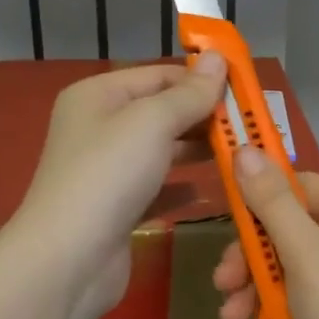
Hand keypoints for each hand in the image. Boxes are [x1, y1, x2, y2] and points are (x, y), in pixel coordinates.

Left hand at [8, 55, 227, 318]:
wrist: (68, 260)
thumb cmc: (109, 176)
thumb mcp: (152, 122)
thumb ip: (189, 93)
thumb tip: (218, 57)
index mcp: (98, 96)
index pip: (159, 75)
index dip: (201, 80)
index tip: (246, 90)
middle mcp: (99, 127)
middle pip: (161, 112)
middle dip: (203, 117)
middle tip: (249, 126)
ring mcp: (107, 171)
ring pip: (161, 151)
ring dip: (197, 151)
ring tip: (241, 155)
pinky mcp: (117, 209)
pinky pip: (156, 188)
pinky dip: (181, 188)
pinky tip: (210, 192)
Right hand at [212, 149, 318, 318]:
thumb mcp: (305, 255)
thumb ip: (271, 203)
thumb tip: (245, 148)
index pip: (295, 184)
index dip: (257, 197)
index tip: (222, 216)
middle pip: (283, 227)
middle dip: (249, 256)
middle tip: (223, 282)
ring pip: (282, 265)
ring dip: (253, 288)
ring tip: (232, 316)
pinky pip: (293, 296)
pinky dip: (271, 309)